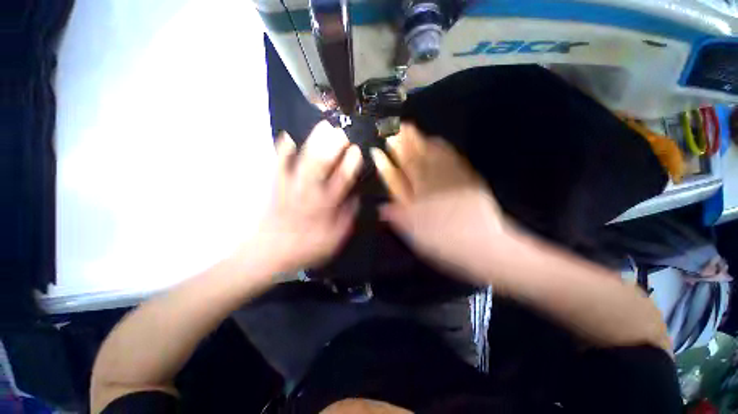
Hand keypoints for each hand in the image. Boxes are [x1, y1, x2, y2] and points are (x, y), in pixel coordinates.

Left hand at [252, 121, 362, 273]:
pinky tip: (287, 137)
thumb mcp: (335, 238)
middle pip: (322, 165)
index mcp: (326, 205)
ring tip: (324, 126)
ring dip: (314, 142)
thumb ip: (347, 217)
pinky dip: (282, 151)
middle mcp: (310, 192)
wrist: (270, 252)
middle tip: (342, 132)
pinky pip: (278, 165)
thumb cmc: (307, 246)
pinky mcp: (277, 186)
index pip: (342, 180)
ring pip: (304, 161)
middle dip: (333, 146)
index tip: (357, 150)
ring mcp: (291, 186)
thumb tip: (355, 197)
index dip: (350, 164)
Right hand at [371, 124, 506, 280]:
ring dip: (420, 140)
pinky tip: (437, 141)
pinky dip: (442, 147)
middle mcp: (432, 182)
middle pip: (415, 158)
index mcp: (418, 196)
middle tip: (395, 126)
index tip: (381, 145)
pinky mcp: (466, 177)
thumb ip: (399, 218)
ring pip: (432, 154)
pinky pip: (451, 157)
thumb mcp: (416, 235)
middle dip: (403, 142)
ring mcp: (450, 177)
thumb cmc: (445, 241)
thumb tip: (382, 208)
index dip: (390, 159)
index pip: (400, 173)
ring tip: (411, 129)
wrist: (483, 244)